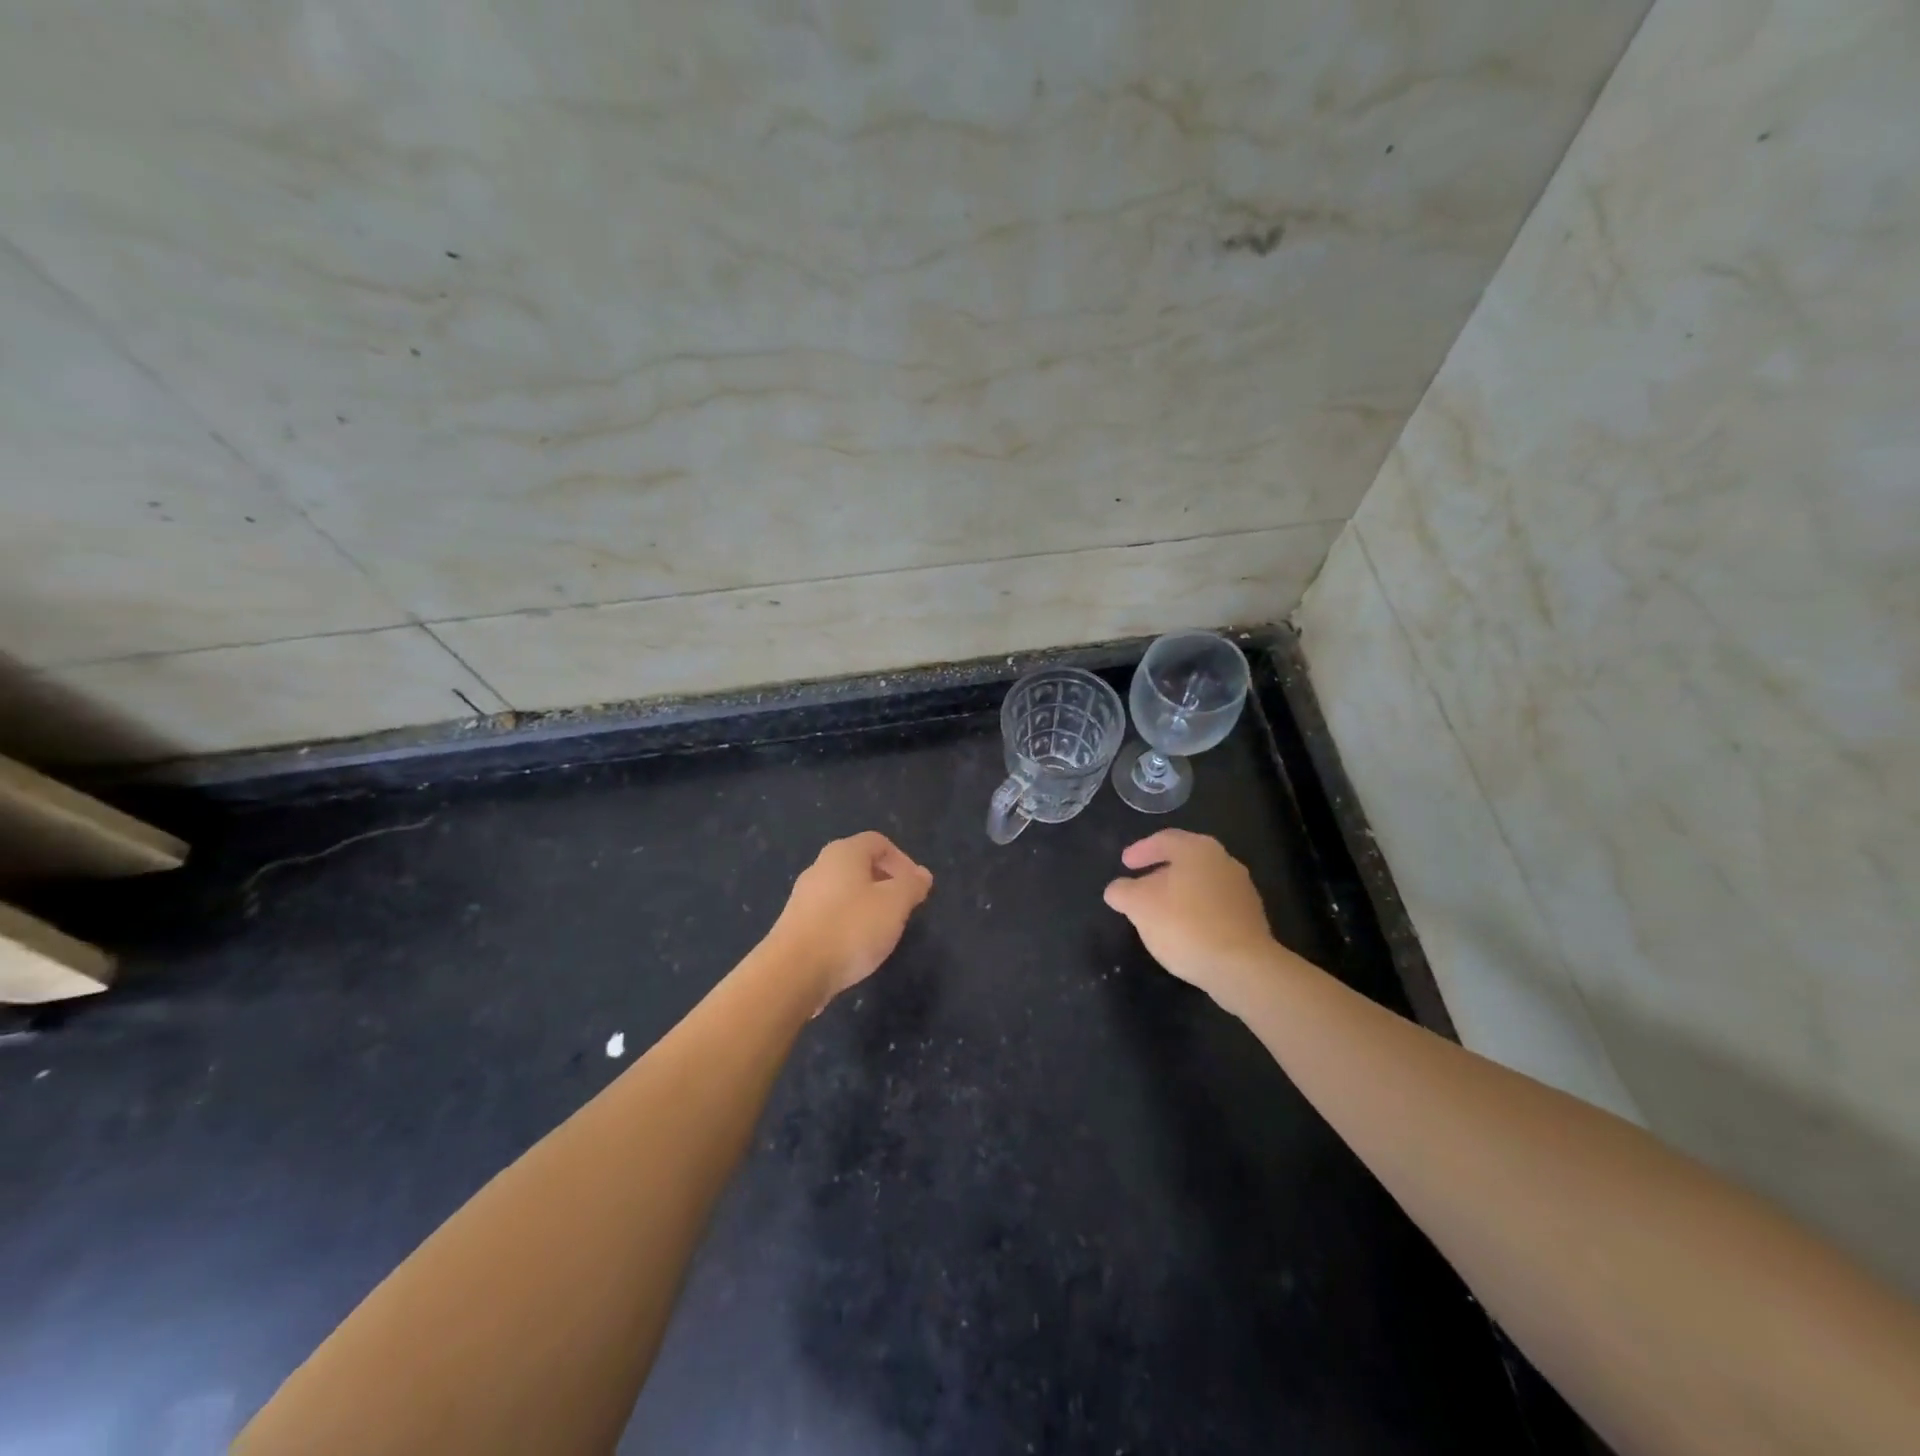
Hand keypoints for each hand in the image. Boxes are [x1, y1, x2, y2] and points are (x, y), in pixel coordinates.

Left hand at [769, 832, 933, 1003]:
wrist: (793, 972)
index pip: (879, 842)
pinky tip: (855, 947)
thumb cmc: (851, 928)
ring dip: (867, 905)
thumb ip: (912, 885)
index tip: (916, 888)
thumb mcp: (895, 904)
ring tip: (882, 931)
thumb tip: (922, 875)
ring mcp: (803, 896)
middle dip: (886, 883)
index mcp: (844, 853)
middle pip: (860, 865)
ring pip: (844, 891)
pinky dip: (847, 923)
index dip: (903, 861)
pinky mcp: (795, 924)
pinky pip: (829, 914)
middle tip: (903, 909)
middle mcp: (820, 867)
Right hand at [1103, 830, 1276, 1005]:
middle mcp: (1224, 861)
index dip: (1140, 850)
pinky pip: (1215, 907)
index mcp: (1198, 849)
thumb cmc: (1185, 925)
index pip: (1164, 840)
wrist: (1242, 968)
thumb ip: (1123, 892)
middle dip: (1160, 872)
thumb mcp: (1139, 906)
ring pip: (1201, 884)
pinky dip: (1196, 912)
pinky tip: (1184, 932)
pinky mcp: (1251, 918)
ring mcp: (1242, 890)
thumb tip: (1117, 889)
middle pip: (1185, 860)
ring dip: (1179, 894)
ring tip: (1159, 913)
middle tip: (1140, 886)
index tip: (1125, 864)